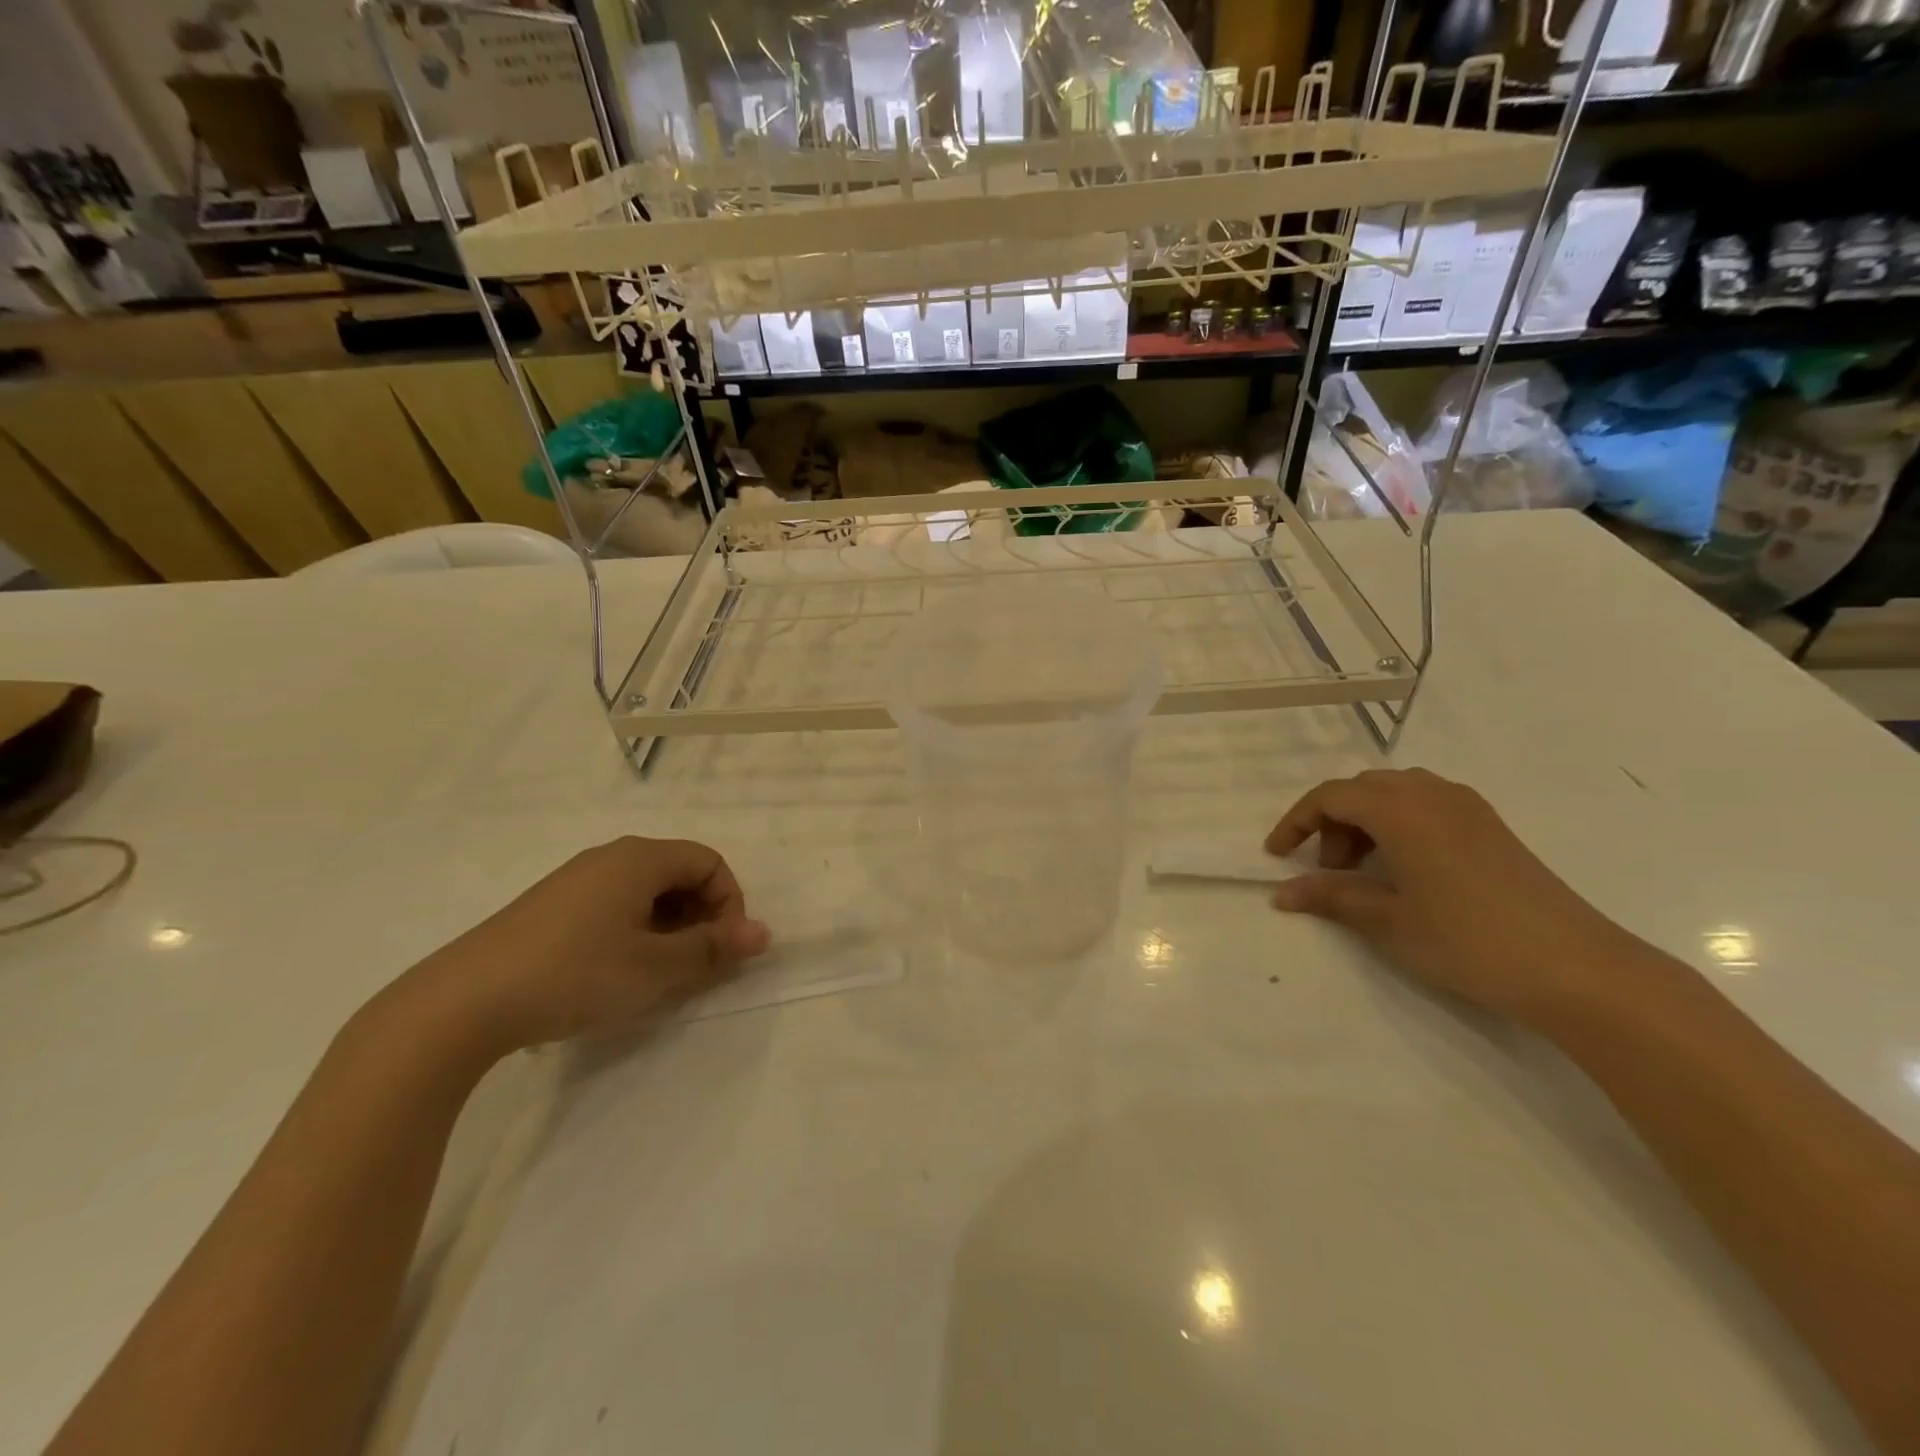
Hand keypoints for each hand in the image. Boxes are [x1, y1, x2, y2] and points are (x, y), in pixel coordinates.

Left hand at [399, 837, 770, 1061]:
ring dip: (668, 927)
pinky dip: (634, 932)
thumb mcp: (656, 967)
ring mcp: (575, 880)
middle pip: (678, 873)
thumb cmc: (575, 974)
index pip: (709, 862)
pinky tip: (615, 972)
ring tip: (657, 973)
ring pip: (645, 892)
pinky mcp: (550, 907)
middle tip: (694, 965)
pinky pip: (613, 906)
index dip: (729, 903)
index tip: (722, 949)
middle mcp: (610, 857)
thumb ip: (713, 948)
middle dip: (700, 916)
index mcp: (640, 858)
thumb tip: (763, 933)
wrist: (462, 1003)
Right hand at [1265, 769, 1642, 1024]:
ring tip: (1366, 871)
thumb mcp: (1389, 922)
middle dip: (1333, 821)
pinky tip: (1407, 868)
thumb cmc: (1469, 940)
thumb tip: (1283, 893)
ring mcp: (1468, 808)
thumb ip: (1332, 898)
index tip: (1276, 856)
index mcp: (1401, 811)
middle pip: (1362, 788)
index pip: (1330, 797)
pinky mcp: (1491, 827)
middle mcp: (1432, 795)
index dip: (1296, 822)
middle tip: (1329, 869)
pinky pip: (1427, 805)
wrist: (1578, 969)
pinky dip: (1399, 824)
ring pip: (1396, 793)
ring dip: (1367, 821)